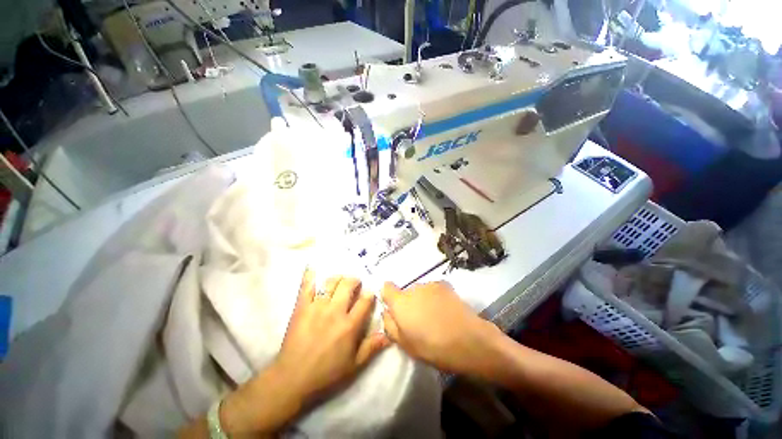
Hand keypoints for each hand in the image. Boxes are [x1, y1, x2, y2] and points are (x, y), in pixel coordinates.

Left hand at [275, 270, 389, 401]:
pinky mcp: (301, 307)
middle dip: (354, 281)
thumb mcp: (354, 364)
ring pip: (330, 282)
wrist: (293, 378)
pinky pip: (306, 286)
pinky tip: (313, 268)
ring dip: (338, 278)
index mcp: (349, 325)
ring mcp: (317, 307)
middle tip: (355, 284)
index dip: (369, 294)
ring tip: (340, 281)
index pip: (364, 301)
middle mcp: (335, 311)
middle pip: (348, 285)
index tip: (370, 293)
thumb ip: (372, 347)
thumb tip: (389, 336)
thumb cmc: (326, 372)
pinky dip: (310, 276)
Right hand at [381, 282, 501, 374]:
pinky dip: (435, 298)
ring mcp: (430, 285)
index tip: (394, 309)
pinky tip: (445, 312)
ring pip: (420, 292)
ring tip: (435, 317)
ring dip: (422, 300)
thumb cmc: (433, 347)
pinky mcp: (445, 285)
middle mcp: (413, 288)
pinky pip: (433, 290)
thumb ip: (390, 325)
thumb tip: (386, 312)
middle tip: (418, 321)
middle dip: (408, 304)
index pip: (386, 287)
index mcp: (400, 302)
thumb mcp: (405, 344)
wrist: (469, 340)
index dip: (388, 297)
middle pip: (405, 292)